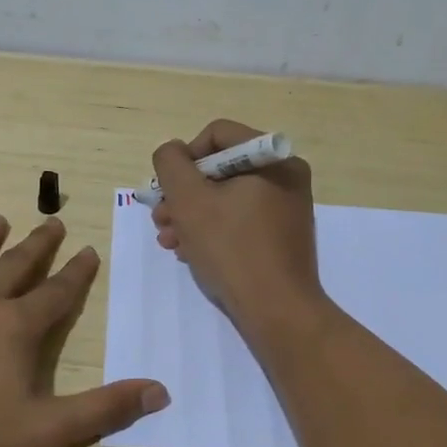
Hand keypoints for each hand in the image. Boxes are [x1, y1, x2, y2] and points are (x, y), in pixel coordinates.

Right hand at [151, 119, 324, 334]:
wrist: (277, 312)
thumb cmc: (232, 249)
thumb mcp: (189, 200)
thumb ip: (171, 164)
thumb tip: (173, 152)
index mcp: (273, 158)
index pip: (217, 135)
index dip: (184, 158)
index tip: (168, 189)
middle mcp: (286, 176)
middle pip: (220, 169)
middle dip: (184, 194)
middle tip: (160, 219)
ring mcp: (286, 208)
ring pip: (226, 198)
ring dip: (192, 215)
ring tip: (169, 240)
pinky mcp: (282, 237)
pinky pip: (240, 220)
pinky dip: (213, 230)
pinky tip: (190, 252)